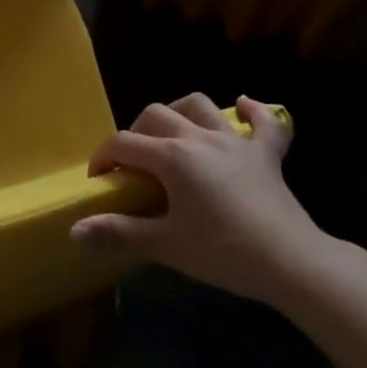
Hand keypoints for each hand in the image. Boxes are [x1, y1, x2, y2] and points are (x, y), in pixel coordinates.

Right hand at [72, 94, 325, 304]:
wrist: (290, 261)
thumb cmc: (223, 252)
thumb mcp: (166, 245)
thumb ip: (119, 233)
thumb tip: (76, 230)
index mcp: (172, 157)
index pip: (124, 144)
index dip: (103, 158)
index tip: (98, 180)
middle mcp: (199, 137)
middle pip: (156, 115)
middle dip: (136, 132)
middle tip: (133, 164)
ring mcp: (236, 141)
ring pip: (200, 105)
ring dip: (181, 112)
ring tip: (173, 132)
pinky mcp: (267, 153)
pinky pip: (263, 120)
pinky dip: (251, 111)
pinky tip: (243, 107)